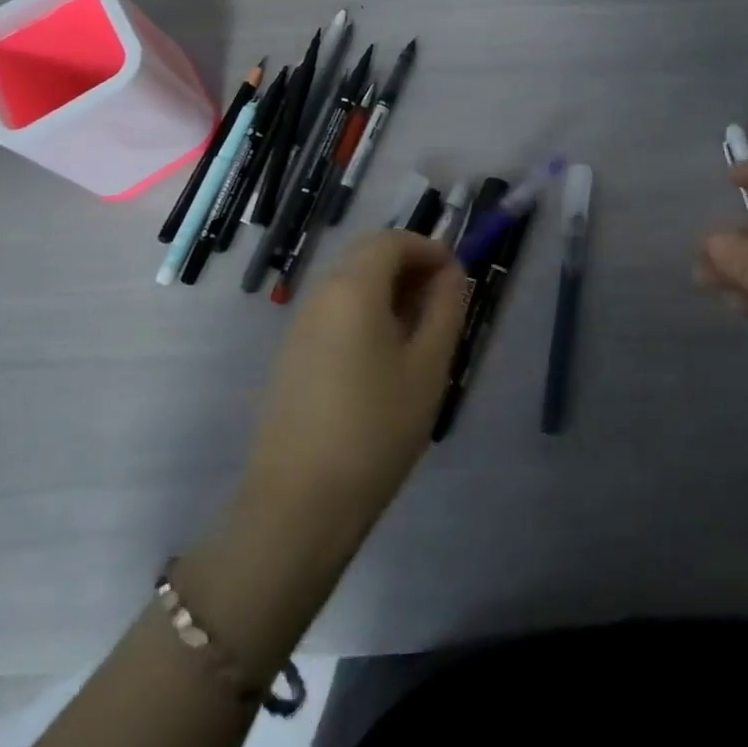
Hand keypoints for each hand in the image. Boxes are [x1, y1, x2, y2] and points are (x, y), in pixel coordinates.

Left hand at [235, 231, 466, 559]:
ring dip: (386, 289)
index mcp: (354, 289)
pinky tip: (382, 358)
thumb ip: (445, 308)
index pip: (393, 240)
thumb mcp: (428, 368)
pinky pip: (333, 311)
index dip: (429, 248)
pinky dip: (364, 312)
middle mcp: (321, 294)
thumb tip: (451, 272)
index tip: (456, 277)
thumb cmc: (376, 431)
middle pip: (367, 255)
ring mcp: (300, 325)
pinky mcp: (290, 354)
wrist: (298, 505)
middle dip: (408, 265)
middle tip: (440, 301)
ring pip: (349, 283)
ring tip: (418, 332)